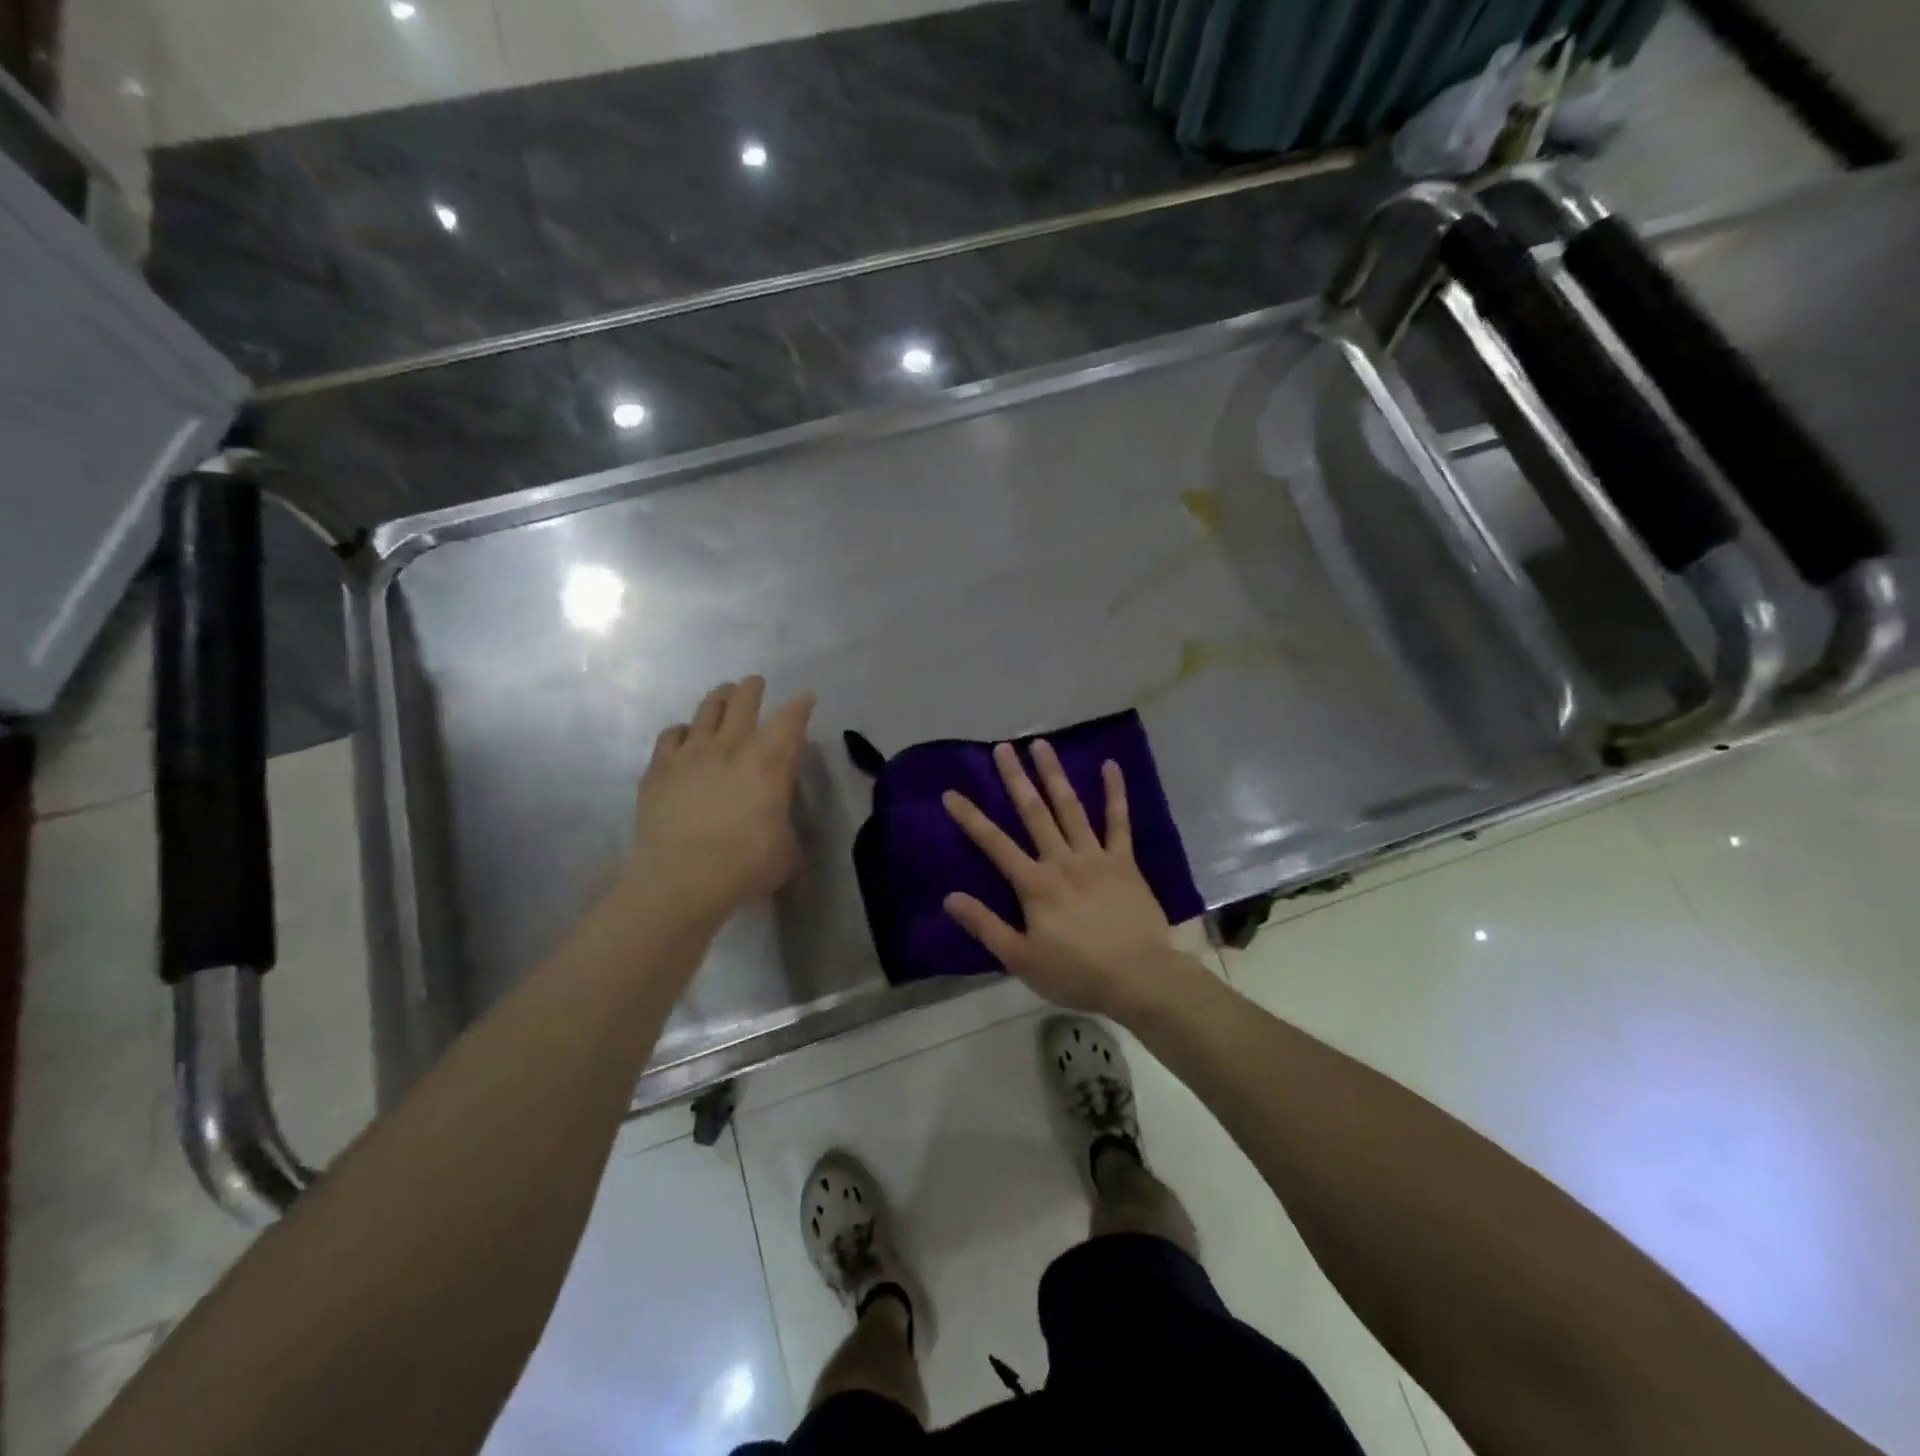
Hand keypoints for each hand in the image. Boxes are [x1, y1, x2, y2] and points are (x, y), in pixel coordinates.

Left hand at [629, 678, 816, 922]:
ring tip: (723, 695)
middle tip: (755, 684)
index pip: (791, 720)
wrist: (681, 879)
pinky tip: (684, 737)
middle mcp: (732, 747)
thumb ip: (784, 827)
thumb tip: (778, 825)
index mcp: (770, 763)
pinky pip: (671, 734)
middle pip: (744, 700)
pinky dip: (683, 731)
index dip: (802, 705)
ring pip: (707, 708)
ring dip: (720, 698)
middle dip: (753, 687)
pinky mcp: (659, 768)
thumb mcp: (786, 851)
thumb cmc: (745, 867)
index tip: (806, 697)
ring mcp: (691, 753)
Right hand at [941, 741, 1187, 1018]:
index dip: (970, 818)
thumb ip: (985, 926)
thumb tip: (949, 897)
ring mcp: (1095, 856)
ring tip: (1041, 745)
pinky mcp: (1124, 861)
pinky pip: (1119, 821)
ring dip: (1054, 774)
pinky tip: (1110, 766)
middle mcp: (1061, 860)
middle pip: (1033, 812)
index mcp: (1034, 884)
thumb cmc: (1076, 973)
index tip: (951, 793)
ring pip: (1070, 807)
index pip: (994, 844)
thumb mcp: (1021, 959)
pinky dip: (1114, 793)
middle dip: (1015, 779)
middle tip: (1002, 747)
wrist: (1138, 978)